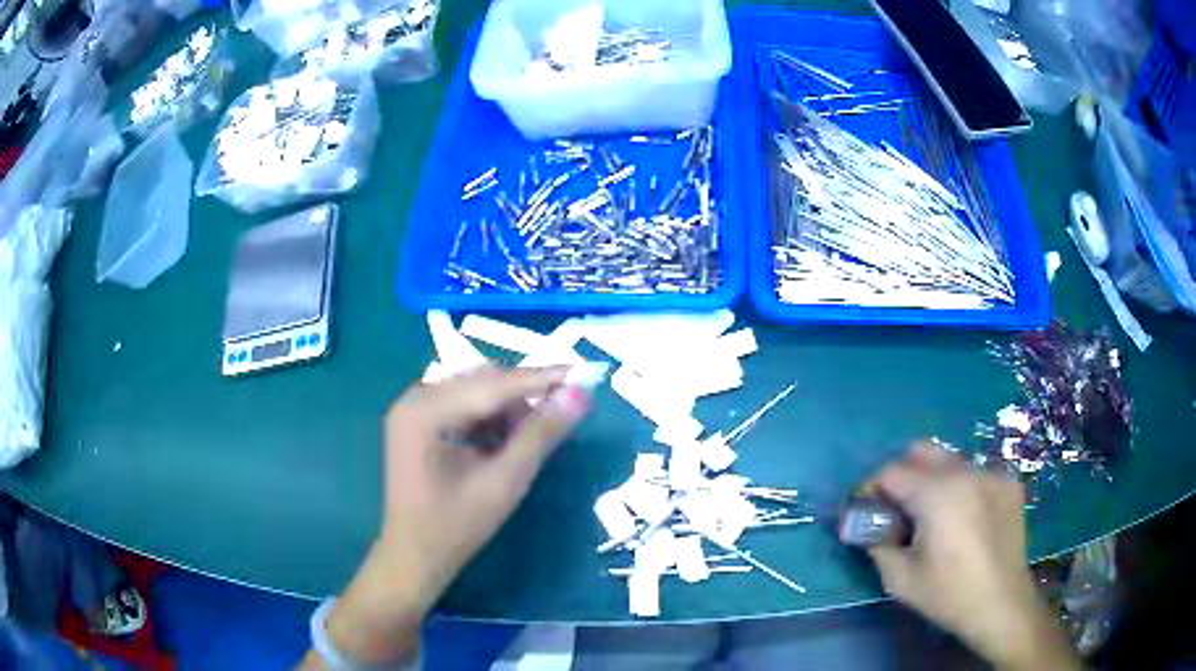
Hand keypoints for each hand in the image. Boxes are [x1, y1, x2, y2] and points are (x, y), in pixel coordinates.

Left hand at [306, 367, 589, 667]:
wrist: (415, 556)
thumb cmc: (457, 526)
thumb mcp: (504, 481)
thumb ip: (541, 435)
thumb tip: (579, 396)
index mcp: (426, 410)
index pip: (493, 384)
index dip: (541, 378)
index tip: (584, 373)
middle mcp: (415, 398)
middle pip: (482, 381)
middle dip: (526, 392)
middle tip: (568, 402)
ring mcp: (414, 409)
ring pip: (475, 391)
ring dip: (510, 405)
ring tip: (541, 427)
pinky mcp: (418, 422)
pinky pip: (463, 405)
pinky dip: (491, 416)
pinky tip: (511, 436)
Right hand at [862, 442, 1081, 670]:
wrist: (1002, 603)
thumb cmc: (948, 595)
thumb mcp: (900, 580)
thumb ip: (877, 546)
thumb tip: (866, 528)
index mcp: (937, 494)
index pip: (892, 471)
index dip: (872, 487)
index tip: (867, 509)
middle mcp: (966, 472)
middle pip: (922, 450)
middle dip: (902, 473)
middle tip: (898, 506)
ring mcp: (991, 473)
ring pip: (951, 462)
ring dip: (933, 481)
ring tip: (935, 516)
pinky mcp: (1009, 482)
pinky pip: (976, 474)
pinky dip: (962, 489)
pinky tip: (967, 519)